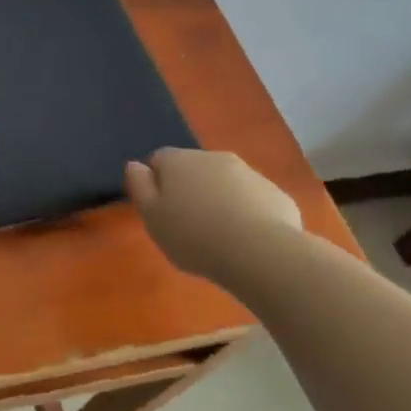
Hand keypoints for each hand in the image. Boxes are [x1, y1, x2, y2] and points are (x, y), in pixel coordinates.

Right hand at [125, 148, 302, 287]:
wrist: (261, 253)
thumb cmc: (194, 236)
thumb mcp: (151, 217)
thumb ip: (139, 187)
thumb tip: (135, 164)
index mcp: (179, 161)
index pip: (158, 159)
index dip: (155, 183)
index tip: (159, 211)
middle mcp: (214, 157)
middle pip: (193, 169)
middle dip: (189, 190)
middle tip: (186, 226)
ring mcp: (249, 173)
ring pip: (224, 183)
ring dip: (217, 200)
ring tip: (217, 237)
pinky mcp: (275, 194)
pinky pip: (251, 199)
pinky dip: (245, 213)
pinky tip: (245, 240)